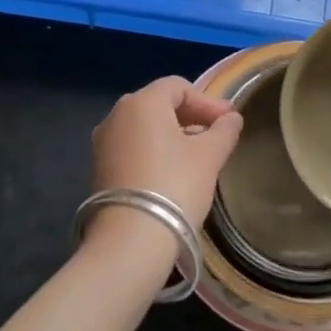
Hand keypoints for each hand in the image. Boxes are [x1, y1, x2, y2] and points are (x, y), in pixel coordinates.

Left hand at [90, 76, 242, 231]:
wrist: (129, 243)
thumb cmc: (174, 186)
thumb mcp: (209, 156)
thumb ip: (224, 130)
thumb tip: (232, 118)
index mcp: (142, 102)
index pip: (179, 87)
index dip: (207, 101)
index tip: (229, 121)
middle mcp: (116, 115)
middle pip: (159, 104)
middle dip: (190, 116)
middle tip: (215, 135)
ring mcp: (102, 143)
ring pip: (144, 128)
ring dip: (172, 135)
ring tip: (196, 156)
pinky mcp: (98, 170)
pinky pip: (131, 148)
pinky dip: (153, 152)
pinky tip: (171, 174)